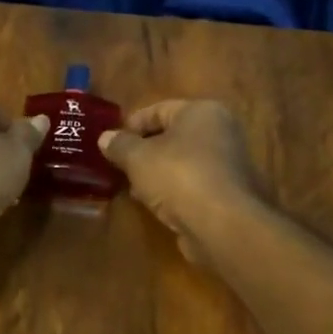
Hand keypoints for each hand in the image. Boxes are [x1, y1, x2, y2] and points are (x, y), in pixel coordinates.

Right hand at [98, 100, 264, 262]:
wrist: (221, 224)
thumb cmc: (178, 176)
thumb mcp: (138, 158)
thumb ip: (120, 145)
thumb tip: (105, 138)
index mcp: (202, 112)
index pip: (160, 109)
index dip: (133, 123)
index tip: (111, 140)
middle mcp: (221, 132)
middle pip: (173, 136)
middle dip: (144, 150)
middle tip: (120, 164)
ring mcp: (227, 164)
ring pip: (182, 162)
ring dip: (157, 173)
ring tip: (132, 187)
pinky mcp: (227, 193)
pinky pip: (192, 184)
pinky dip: (173, 190)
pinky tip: (153, 204)